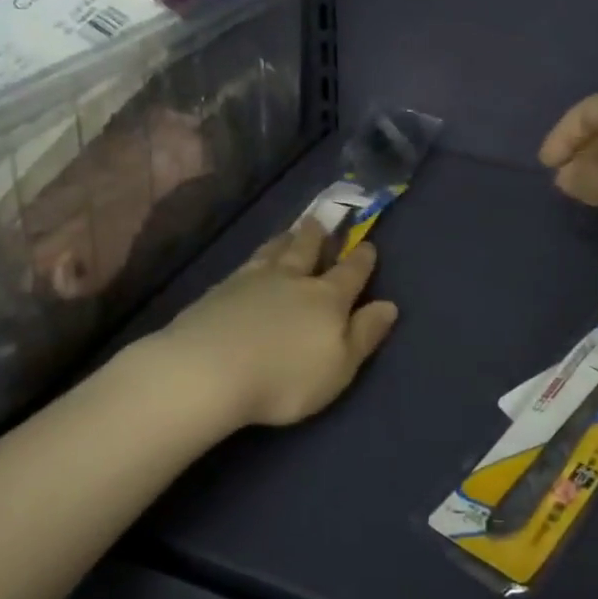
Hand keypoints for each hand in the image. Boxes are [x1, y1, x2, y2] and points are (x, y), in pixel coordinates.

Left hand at [148, 219, 398, 429]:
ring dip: (285, 239)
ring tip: (289, 231)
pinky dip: (255, 257)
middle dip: (317, 237)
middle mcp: (292, 280)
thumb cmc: (285, 378)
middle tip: (319, 221)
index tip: (368, 245)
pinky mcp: (219, 290)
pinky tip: (251, 261)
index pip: (350, 273)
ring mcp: (252, 281)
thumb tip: (389, 305)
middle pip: (307, 251)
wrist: (208, 370)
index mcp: (327, 299)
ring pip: (274, 252)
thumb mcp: (339, 366)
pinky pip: (245, 264)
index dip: (361, 260)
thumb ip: (364, 334)